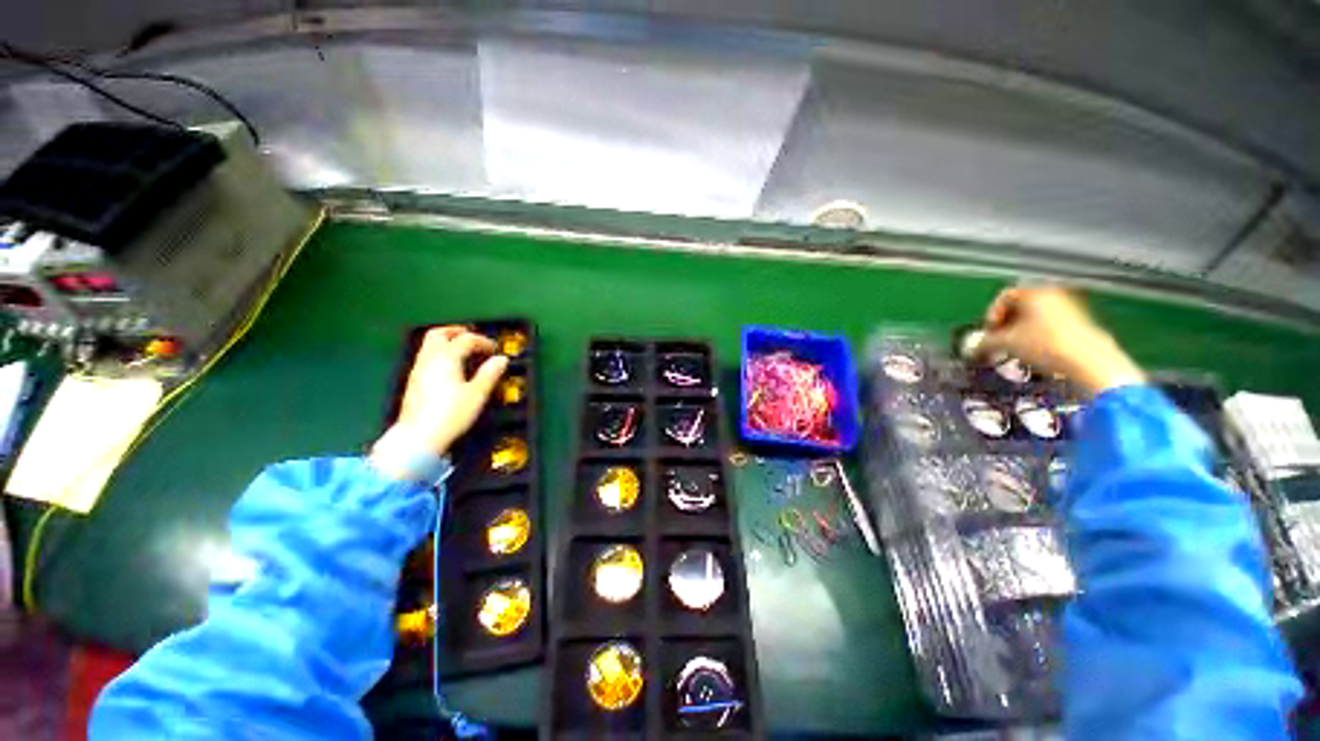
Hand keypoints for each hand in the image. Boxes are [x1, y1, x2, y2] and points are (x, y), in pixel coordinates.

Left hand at [374, 327, 508, 460]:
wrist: (418, 437)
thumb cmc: (451, 414)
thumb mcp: (477, 394)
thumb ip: (490, 374)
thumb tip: (501, 359)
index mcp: (446, 358)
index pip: (465, 340)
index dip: (482, 341)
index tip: (495, 350)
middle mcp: (429, 359)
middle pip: (438, 334)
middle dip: (456, 331)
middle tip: (472, 335)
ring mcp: (418, 370)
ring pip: (429, 345)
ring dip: (446, 341)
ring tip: (462, 350)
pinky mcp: (414, 382)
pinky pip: (426, 357)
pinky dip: (439, 353)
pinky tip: (449, 366)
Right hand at [978, 286, 1145, 396]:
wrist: (1089, 361)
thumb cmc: (1044, 345)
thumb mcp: (1007, 343)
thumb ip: (985, 342)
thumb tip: (972, 347)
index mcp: (1034, 292)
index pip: (1004, 297)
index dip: (991, 315)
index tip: (989, 333)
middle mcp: (1052, 293)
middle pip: (1020, 305)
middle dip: (1005, 324)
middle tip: (999, 342)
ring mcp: (1069, 306)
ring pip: (1035, 316)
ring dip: (1020, 331)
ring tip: (1016, 349)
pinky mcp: (1079, 322)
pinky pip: (1050, 323)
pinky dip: (1037, 334)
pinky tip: (1036, 351)